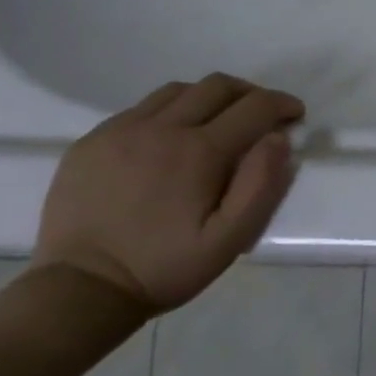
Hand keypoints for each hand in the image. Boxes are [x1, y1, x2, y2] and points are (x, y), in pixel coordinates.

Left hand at [32, 74, 304, 314]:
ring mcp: (120, 131)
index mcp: (199, 151)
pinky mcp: (91, 141)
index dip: (281, 104)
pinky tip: (170, 140)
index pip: (254, 107)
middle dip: (250, 93)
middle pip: (217, 86)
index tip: (295, 114)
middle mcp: (160, 128)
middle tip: (262, 115)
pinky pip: (140, 109)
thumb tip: (278, 138)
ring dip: (209, 98)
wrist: (80, 289)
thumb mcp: (230, 239)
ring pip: (178, 91)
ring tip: (218, 123)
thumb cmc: (165, 267)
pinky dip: (170, 112)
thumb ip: (261, 185)